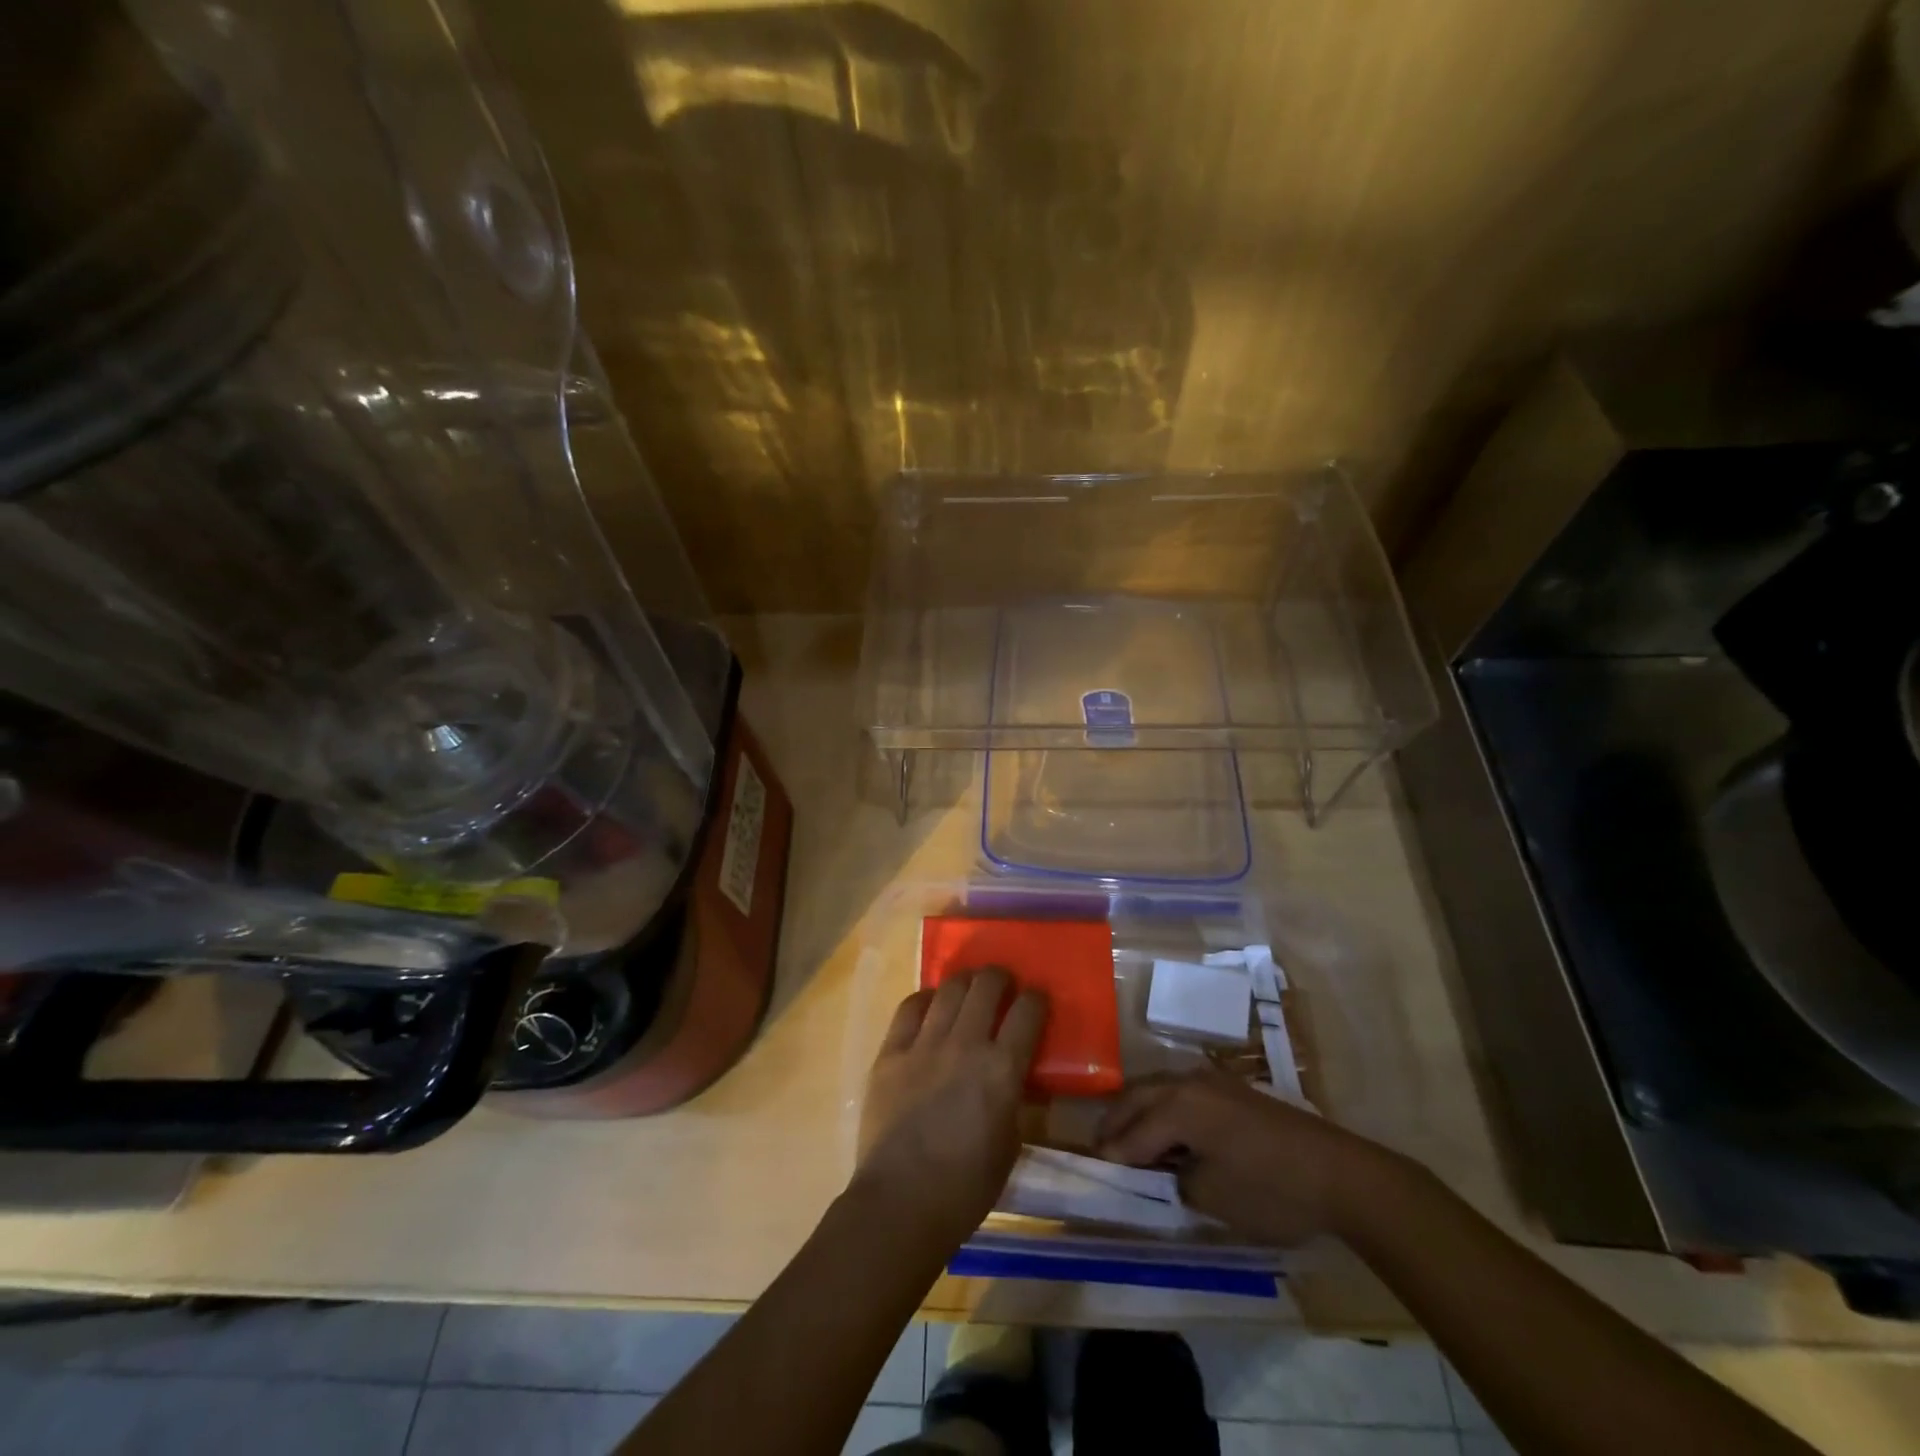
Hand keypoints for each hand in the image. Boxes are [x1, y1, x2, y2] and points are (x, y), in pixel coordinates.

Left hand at [855, 968, 1047, 1253]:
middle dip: (1000, 978)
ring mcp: (924, 1044)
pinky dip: (924, 1000)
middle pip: (986, 986)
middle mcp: (966, 1044)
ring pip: (949, 989)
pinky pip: (909, 1008)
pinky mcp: (891, 1052)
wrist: (901, 1202)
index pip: (1027, 1012)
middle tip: (1002, 985)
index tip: (1036, 998)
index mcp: (1002, 1069)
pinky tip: (930, 1005)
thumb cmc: (965, 1187)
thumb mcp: (1009, 1144)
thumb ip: (1013, 1101)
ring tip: (968, 986)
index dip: (1036, 999)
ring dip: (965, 982)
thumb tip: (1012, 1079)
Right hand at [1096, 1071, 1403, 1245]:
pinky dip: (1164, 1107)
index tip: (1093, 1168)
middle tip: (1100, 1145)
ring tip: (1128, 1136)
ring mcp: (1213, 1082)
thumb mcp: (1213, 1198)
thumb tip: (1166, 1170)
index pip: (1133, 1132)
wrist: (1340, 1174)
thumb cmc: (1271, 1190)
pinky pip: (1182, 1091)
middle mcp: (1188, 1083)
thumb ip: (1176, 1180)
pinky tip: (1168, 1130)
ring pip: (1159, 1087)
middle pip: (1138, 1096)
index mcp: (1178, 1106)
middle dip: (1116, 1120)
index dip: (1113, 1154)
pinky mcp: (1233, 1090)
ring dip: (1140, 1110)